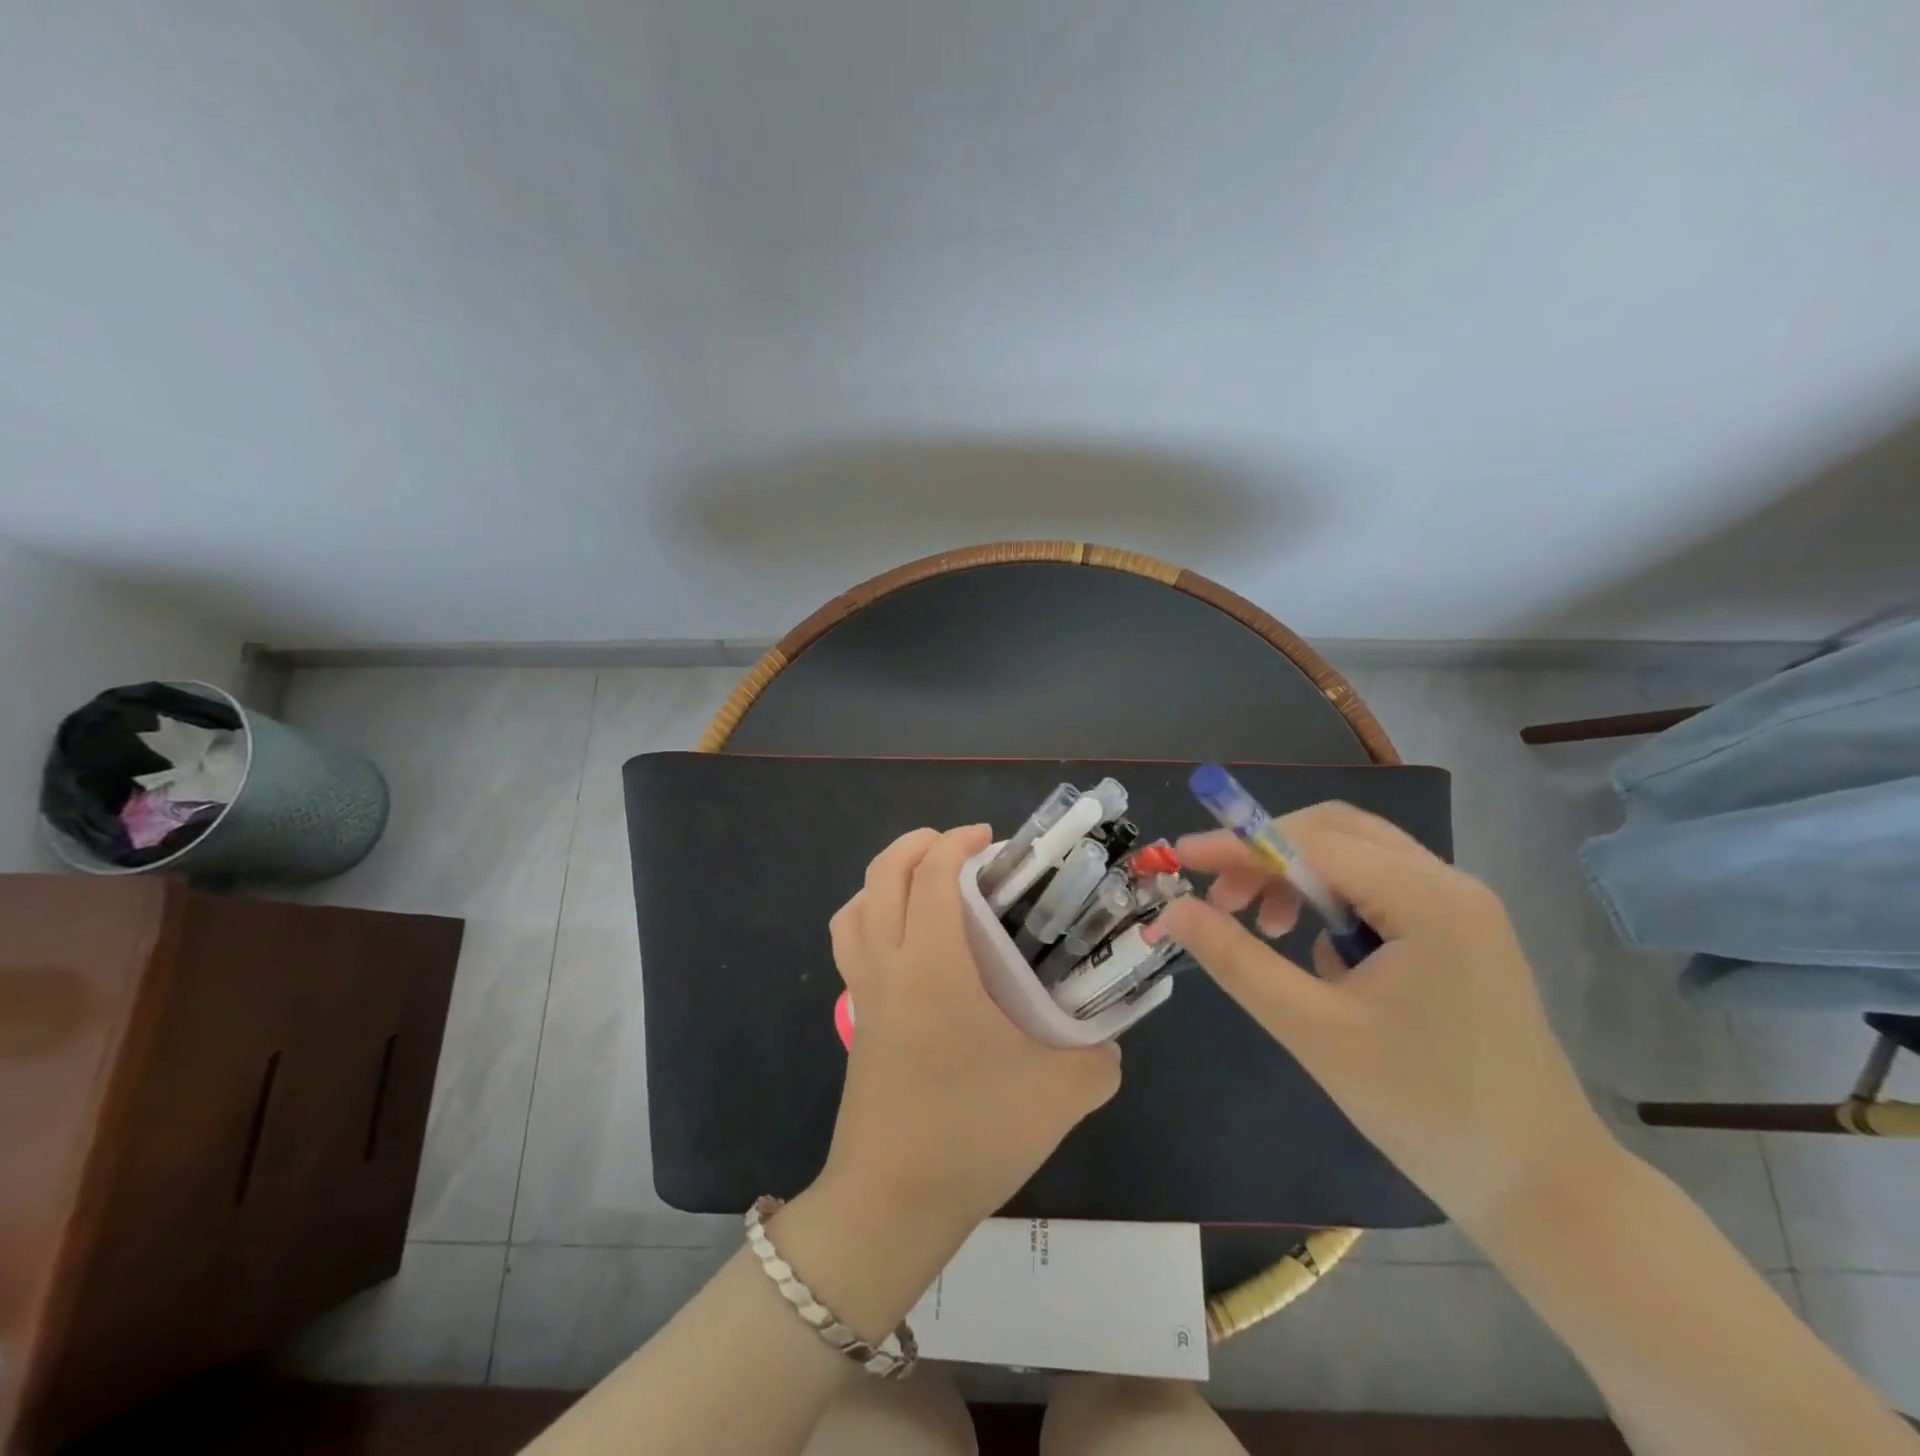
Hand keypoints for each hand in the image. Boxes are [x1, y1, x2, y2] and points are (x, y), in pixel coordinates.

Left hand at [820, 825, 1121, 1235]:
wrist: (892, 1204)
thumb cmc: (973, 1135)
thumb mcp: (1061, 1094)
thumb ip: (1099, 1059)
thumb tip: (1108, 1044)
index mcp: (932, 964)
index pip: (930, 873)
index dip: (956, 842)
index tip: (992, 842)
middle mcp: (888, 964)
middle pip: (881, 874)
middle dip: (916, 843)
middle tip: (961, 848)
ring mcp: (863, 992)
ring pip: (854, 907)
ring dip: (885, 878)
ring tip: (927, 884)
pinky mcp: (855, 1020)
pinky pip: (850, 945)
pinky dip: (871, 918)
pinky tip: (910, 946)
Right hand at [1153, 803, 1615, 1233]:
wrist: (1544, 1187)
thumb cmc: (1425, 1109)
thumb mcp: (1313, 1030)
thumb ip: (1236, 960)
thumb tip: (1172, 911)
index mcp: (1425, 900)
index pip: (1309, 841)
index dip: (1236, 843)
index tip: (1178, 857)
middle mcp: (1449, 884)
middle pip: (1335, 833)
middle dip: (1266, 855)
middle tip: (1220, 900)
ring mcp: (1461, 907)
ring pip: (1356, 856)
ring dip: (1297, 876)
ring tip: (1265, 930)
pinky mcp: (1460, 933)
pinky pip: (1379, 888)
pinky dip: (1331, 900)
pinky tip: (1319, 957)